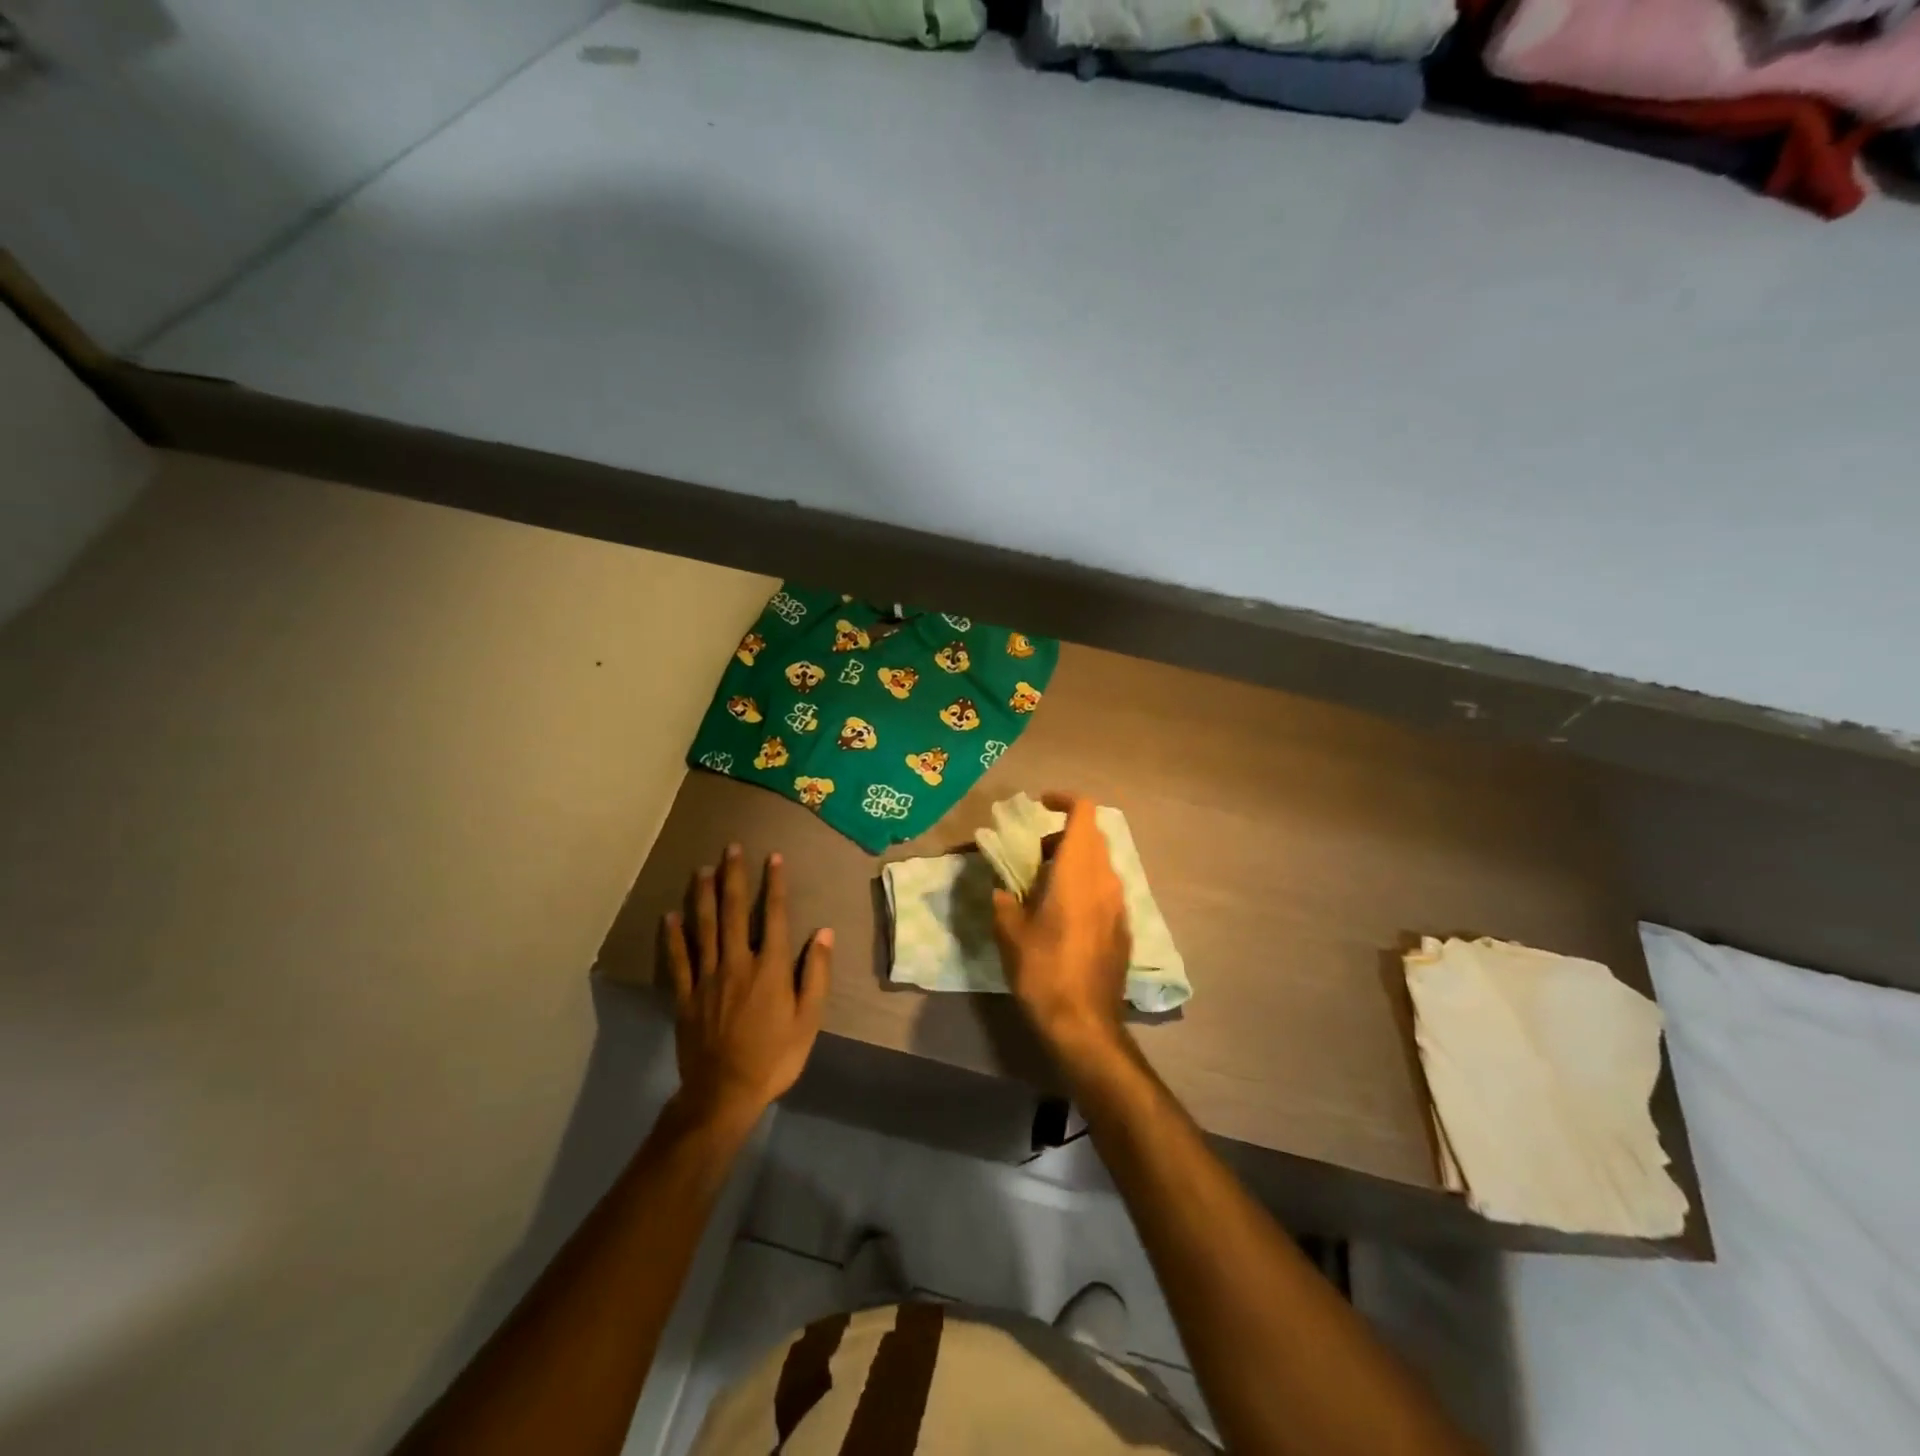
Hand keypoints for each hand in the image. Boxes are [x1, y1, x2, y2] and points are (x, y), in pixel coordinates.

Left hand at [664, 845, 831, 1126]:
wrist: (725, 1093)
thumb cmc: (775, 1057)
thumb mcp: (809, 1020)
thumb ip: (817, 974)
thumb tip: (824, 933)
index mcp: (770, 968)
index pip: (775, 916)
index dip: (775, 885)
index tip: (773, 857)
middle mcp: (737, 963)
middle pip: (735, 912)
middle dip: (734, 877)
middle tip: (730, 848)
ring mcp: (708, 978)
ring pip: (705, 928)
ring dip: (704, 896)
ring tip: (702, 869)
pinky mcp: (686, 996)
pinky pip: (679, 960)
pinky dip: (673, 936)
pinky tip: (670, 916)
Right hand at [991, 793, 1131, 1057]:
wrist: (1085, 1023)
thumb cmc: (1043, 971)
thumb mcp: (1010, 934)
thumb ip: (1004, 902)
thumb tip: (1003, 891)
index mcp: (1077, 871)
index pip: (1084, 812)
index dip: (1064, 800)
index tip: (1041, 804)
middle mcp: (1105, 879)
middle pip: (1092, 835)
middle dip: (1063, 834)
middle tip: (1034, 854)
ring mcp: (1120, 904)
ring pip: (1100, 863)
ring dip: (1075, 861)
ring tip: (1045, 886)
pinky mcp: (1124, 927)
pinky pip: (1106, 889)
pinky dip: (1085, 885)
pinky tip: (1064, 915)